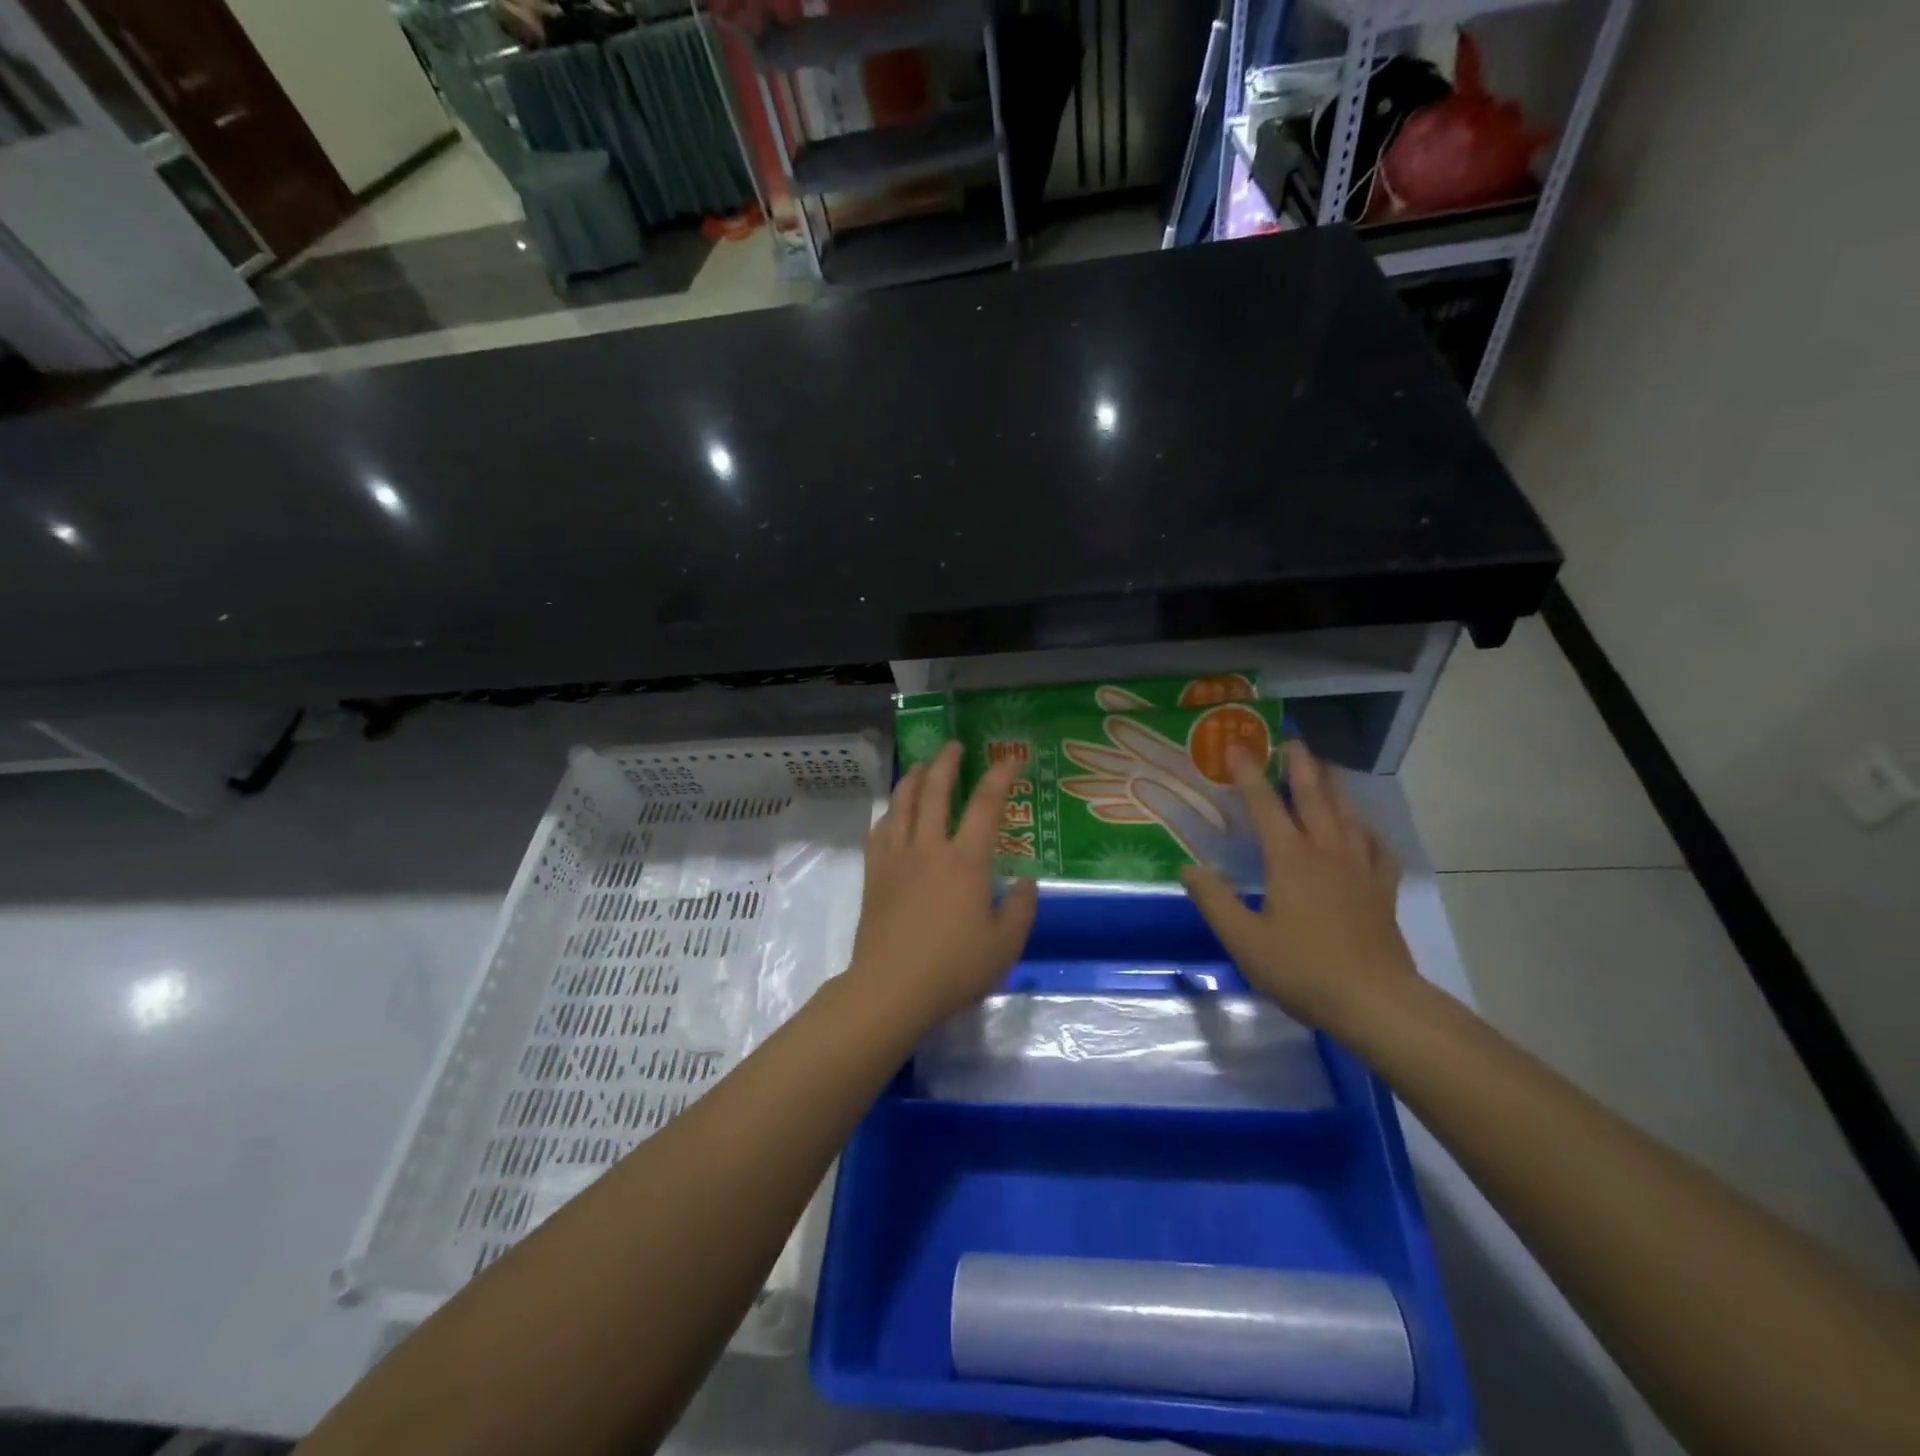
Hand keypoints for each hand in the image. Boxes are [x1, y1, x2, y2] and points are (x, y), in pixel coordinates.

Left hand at [845, 742, 1038, 1031]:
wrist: (891, 988)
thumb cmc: (954, 968)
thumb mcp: (1005, 945)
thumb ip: (1021, 909)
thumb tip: (1026, 881)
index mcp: (966, 861)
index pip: (986, 806)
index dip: (1000, 778)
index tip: (1010, 760)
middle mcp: (930, 848)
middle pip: (936, 792)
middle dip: (947, 763)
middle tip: (954, 746)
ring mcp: (897, 858)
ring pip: (903, 805)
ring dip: (914, 779)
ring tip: (921, 766)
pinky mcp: (875, 874)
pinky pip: (880, 831)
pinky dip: (889, 813)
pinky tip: (892, 813)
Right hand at [1179, 741, 1416, 1034]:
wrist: (1376, 1002)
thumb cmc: (1303, 969)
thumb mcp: (1244, 940)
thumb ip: (1214, 901)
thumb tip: (1188, 867)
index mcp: (1290, 860)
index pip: (1265, 807)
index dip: (1249, 775)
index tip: (1236, 747)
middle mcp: (1326, 853)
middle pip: (1314, 799)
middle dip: (1301, 768)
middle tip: (1292, 742)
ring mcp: (1360, 870)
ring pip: (1347, 816)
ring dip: (1335, 788)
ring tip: (1327, 768)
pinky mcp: (1381, 891)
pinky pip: (1378, 849)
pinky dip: (1368, 831)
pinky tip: (1363, 828)